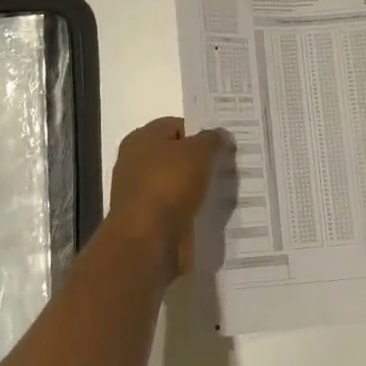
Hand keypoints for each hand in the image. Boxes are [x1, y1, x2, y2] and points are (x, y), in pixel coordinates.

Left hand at [106, 117, 227, 275]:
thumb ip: (211, 140)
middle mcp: (135, 162)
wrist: (147, 240)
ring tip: (226, 190)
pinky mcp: (148, 219)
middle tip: (229, 166)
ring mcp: (140, 193)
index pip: (176, 126)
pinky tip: (210, 212)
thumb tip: (220, 134)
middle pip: (176, 155)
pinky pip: (175, 207)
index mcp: (141, 139)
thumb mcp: (197, 153)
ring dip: (198, 187)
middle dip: (201, 161)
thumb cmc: (169, 185)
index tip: (225, 145)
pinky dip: (190, 209)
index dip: (201, 132)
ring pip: (177, 183)